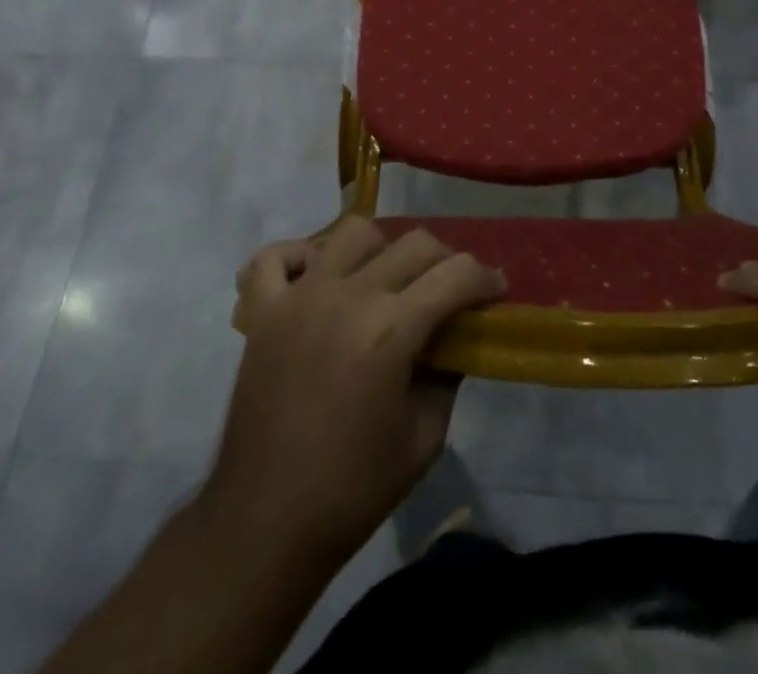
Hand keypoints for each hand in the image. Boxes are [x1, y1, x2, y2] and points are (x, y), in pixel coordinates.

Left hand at [207, 218, 506, 573]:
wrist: (264, 524)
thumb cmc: (352, 490)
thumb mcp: (424, 439)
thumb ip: (446, 376)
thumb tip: (452, 340)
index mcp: (391, 329)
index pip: (456, 274)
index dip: (485, 278)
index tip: (495, 291)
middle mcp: (348, 296)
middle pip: (413, 243)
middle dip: (445, 261)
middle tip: (449, 291)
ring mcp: (300, 296)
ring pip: (353, 233)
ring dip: (380, 249)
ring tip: (384, 281)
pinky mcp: (263, 311)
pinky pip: (277, 256)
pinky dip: (301, 257)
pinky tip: (318, 279)